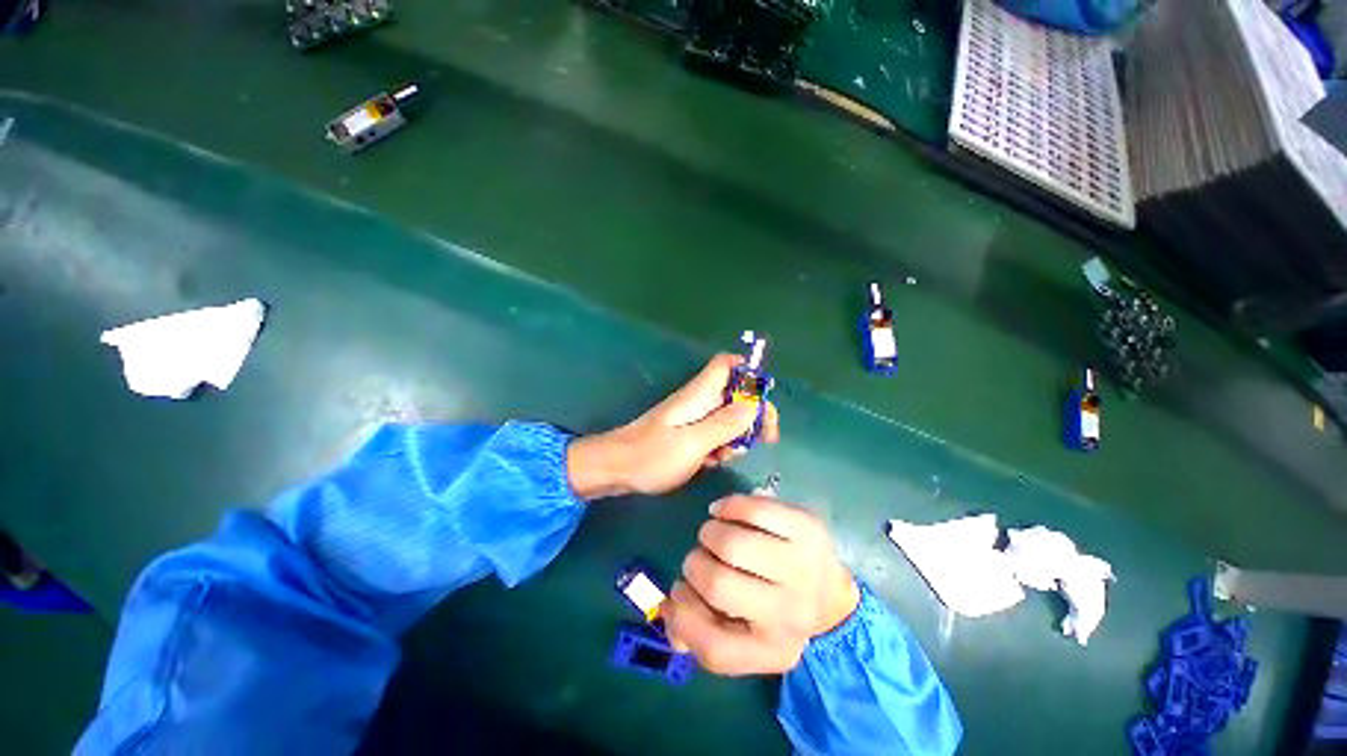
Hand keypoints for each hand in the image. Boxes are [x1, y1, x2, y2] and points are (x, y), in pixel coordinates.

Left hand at [566, 354, 779, 499]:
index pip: (727, 364)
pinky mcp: (687, 434)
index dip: (749, 371)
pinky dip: (720, 446)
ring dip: (737, 435)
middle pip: (736, 393)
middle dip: (753, 414)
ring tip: (725, 457)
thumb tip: (754, 406)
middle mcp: (698, 401)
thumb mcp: (693, 443)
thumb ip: (725, 424)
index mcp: (699, 394)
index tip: (765, 397)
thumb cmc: (651, 455)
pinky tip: (711, 462)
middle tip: (764, 440)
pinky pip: (715, 434)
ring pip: (728, 417)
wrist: (614, 469)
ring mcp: (693, 418)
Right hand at [663, 495, 859, 675]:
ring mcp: (802, 568)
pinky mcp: (807, 529)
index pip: (713, 649)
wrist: (829, 591)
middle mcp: (790, 615)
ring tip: (712, 533)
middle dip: (694, 563)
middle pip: (718, 584)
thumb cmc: (774, 611)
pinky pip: (755, 509)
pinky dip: (729, 506)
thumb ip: (700, 634)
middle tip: (700, 557)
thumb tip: (668, 611)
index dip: (682, 617)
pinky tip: (723, 512)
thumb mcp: (744, 638)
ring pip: (733, 544)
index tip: (678, 592)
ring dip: (709, 532)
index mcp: (771, 650)